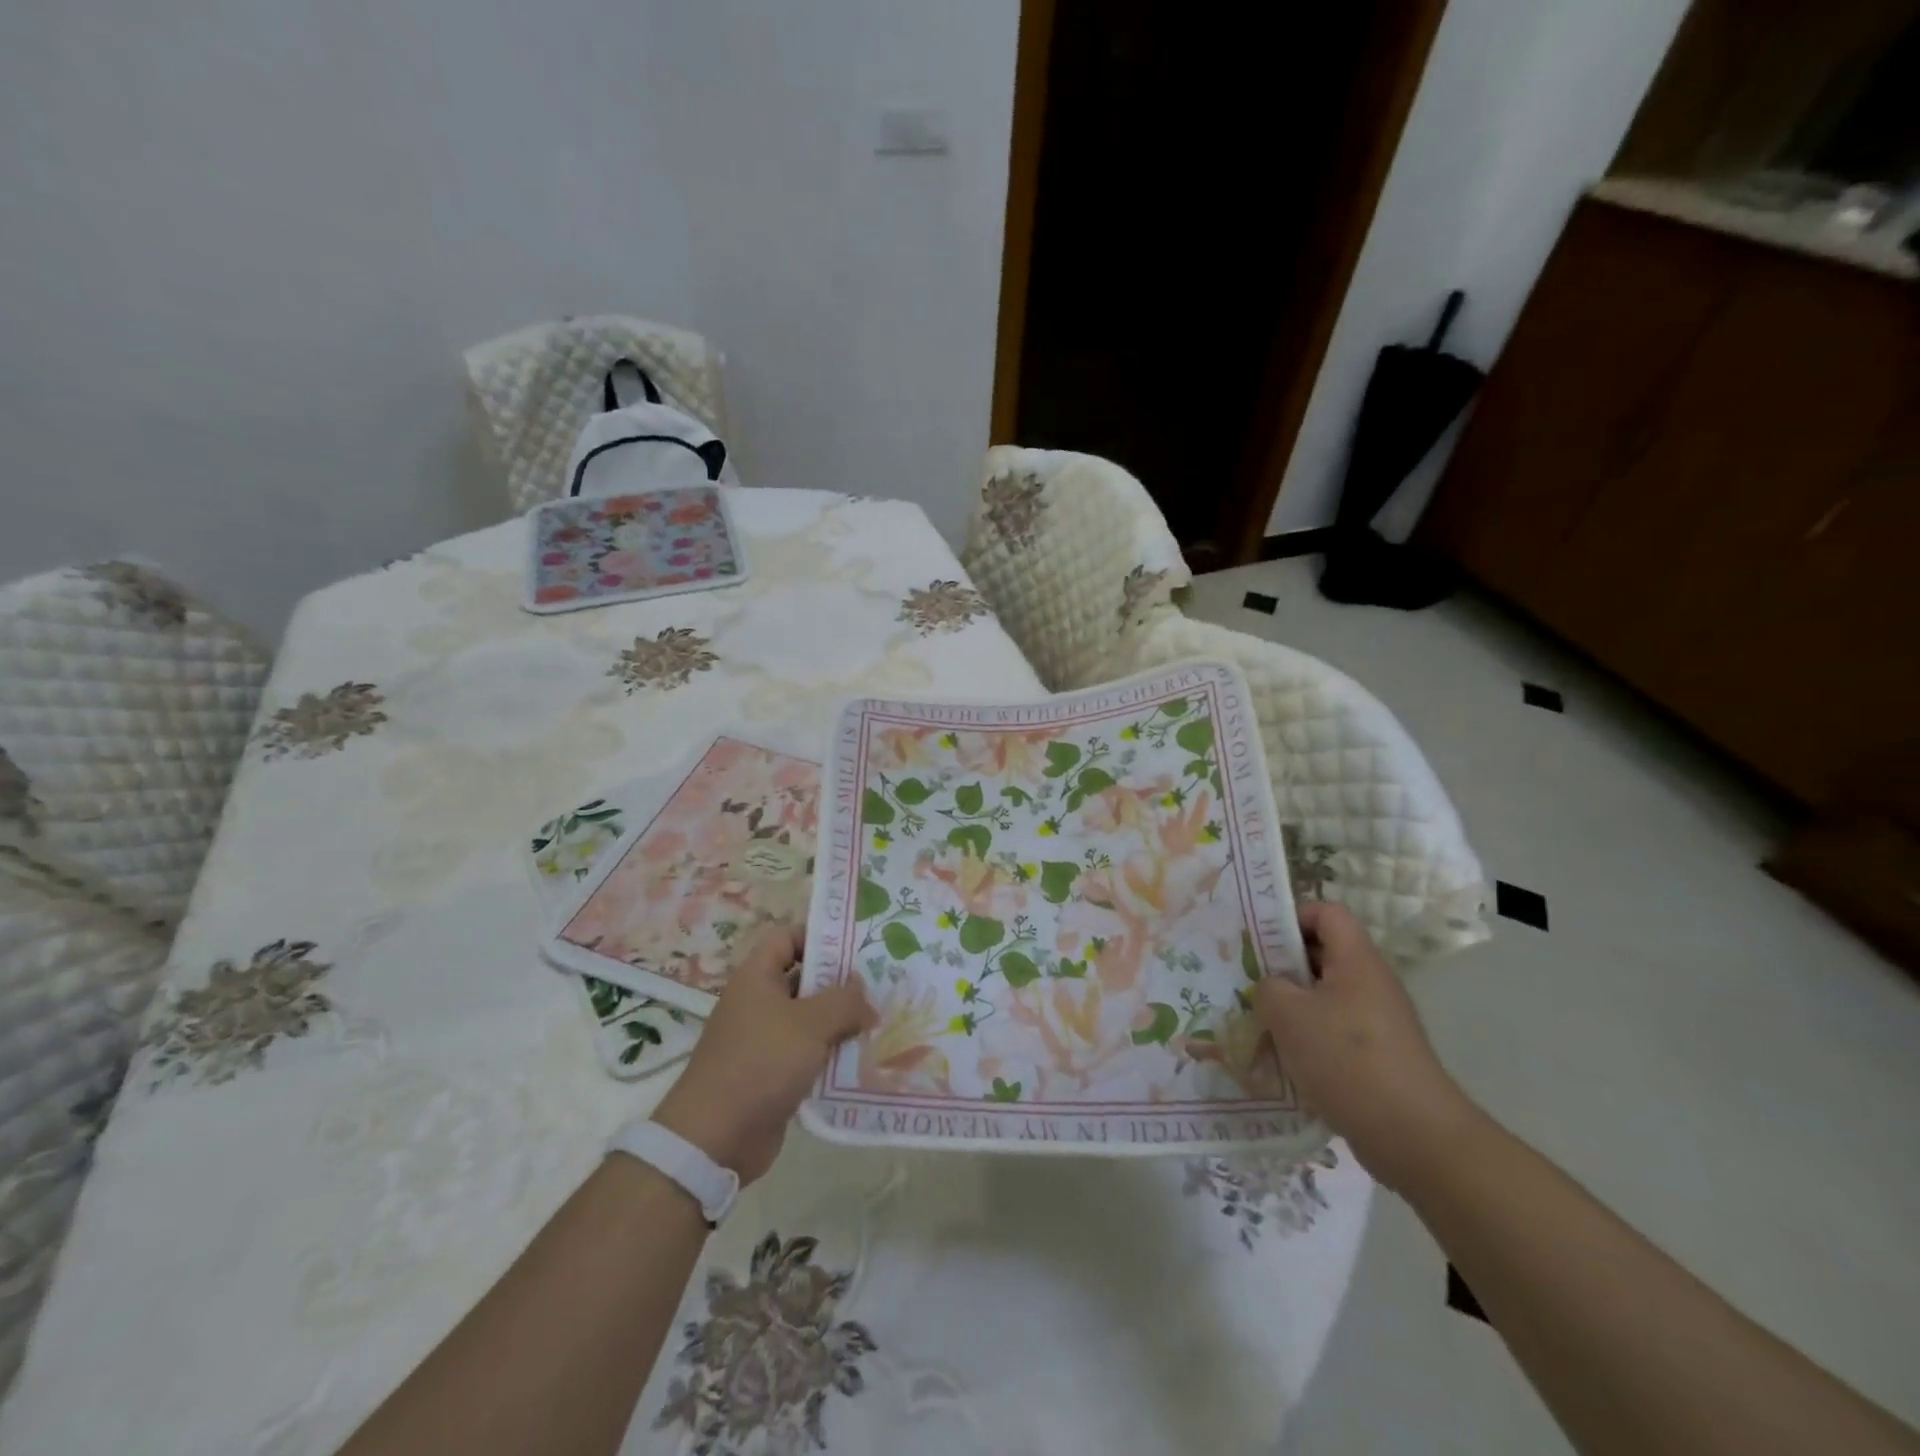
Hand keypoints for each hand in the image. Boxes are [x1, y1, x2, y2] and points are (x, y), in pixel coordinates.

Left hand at [651, 923, 873, 1185]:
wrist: (715, 1138)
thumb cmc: (761, 1062)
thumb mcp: (810, 1023)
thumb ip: (844, 1001)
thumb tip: (866, 997)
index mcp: (757, 978)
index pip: (787, 939)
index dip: (819, 936)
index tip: (856, 945)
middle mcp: (758, 1004)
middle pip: (803, 980)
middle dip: (840, 983)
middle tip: (881, 984)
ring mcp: (764, 1041)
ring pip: (809, 1020)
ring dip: (841, 1023)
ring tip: (881, 1021)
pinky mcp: (772, 1076)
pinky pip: (808, 1055)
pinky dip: (831, 1056)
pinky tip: (863, 1059)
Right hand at [1252, 902, 1477, 1188]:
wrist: (1415, 1137)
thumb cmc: (1347, 1059)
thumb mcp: (1288, 1014)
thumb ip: (1268, 987)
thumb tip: (1271, 989)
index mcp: (1356, 960)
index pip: (1326, 913)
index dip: (1291, 916)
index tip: (1258, 940)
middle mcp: (1371, 983)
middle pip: (1322, 954)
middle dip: (1281, 965)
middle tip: (1246, 980)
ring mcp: (1378, 1022)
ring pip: (1324, 996)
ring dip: (1291, 1006)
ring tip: (1258, 1022)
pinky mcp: (1377, 1056)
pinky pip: (1334, 1032)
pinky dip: (1308, 1039)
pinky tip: (1283, 1060)